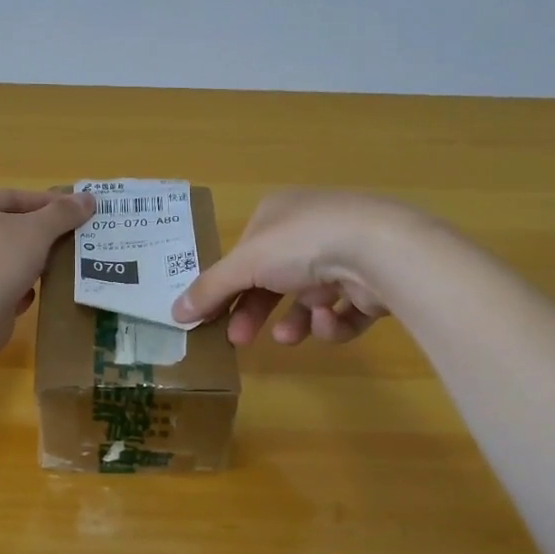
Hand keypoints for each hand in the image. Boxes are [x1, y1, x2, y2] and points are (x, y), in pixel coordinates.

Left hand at [0, 188, 95, 352]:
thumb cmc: (0, 259)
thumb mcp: (38, 230)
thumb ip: (63, 213)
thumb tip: (89, 198)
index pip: (15, 196)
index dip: (49, 202)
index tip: (77, 211)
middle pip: (10, 226)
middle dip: (42, 233)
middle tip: (72, 237)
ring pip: (7, 256)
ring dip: (33, 261)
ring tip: (60, 264)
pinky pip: (1, 283)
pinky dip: (19, 286)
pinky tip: (36, 293)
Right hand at [172, 190, 432, 345]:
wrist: (380, 251)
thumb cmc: (303, 244)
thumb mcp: (245, 264)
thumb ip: (211, 289)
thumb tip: (174, 312)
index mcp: (279, 213)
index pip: (244, 254)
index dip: (226, 287)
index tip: (211, 318)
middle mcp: (312, 229)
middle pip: (273, 279)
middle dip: (255, 311)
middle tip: (239, 340)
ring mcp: (346, 254)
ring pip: (308, 299)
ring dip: (294, 321)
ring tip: (288, 337)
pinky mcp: (373, 283)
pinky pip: (342, 311)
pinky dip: (332, 322)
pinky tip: (328, 321)